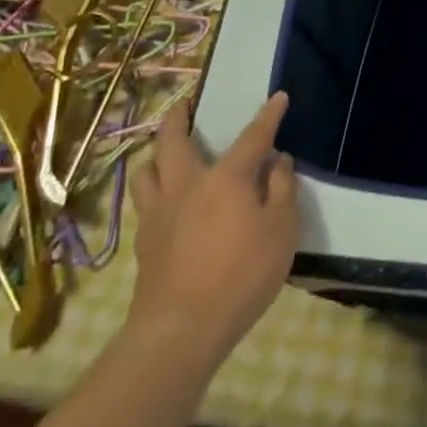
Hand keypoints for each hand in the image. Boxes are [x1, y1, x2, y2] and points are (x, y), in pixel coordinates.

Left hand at [127, 92, 298, 359]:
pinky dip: (153, 189)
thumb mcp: (281, 230)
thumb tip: (277, 161)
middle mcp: (186, 185)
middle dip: (178, 117)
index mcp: (225, 178)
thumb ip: (281, 190)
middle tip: (184, 104)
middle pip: (172, 141)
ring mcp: (159, 214)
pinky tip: (164, 200)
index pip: (252, 137)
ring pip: (147, 170)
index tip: (278, 97)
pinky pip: (145, 202)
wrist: (180, 330)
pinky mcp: (144, 243)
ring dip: (155, 153)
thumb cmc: (241, 274)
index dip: (268, 116)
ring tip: (164, 151)